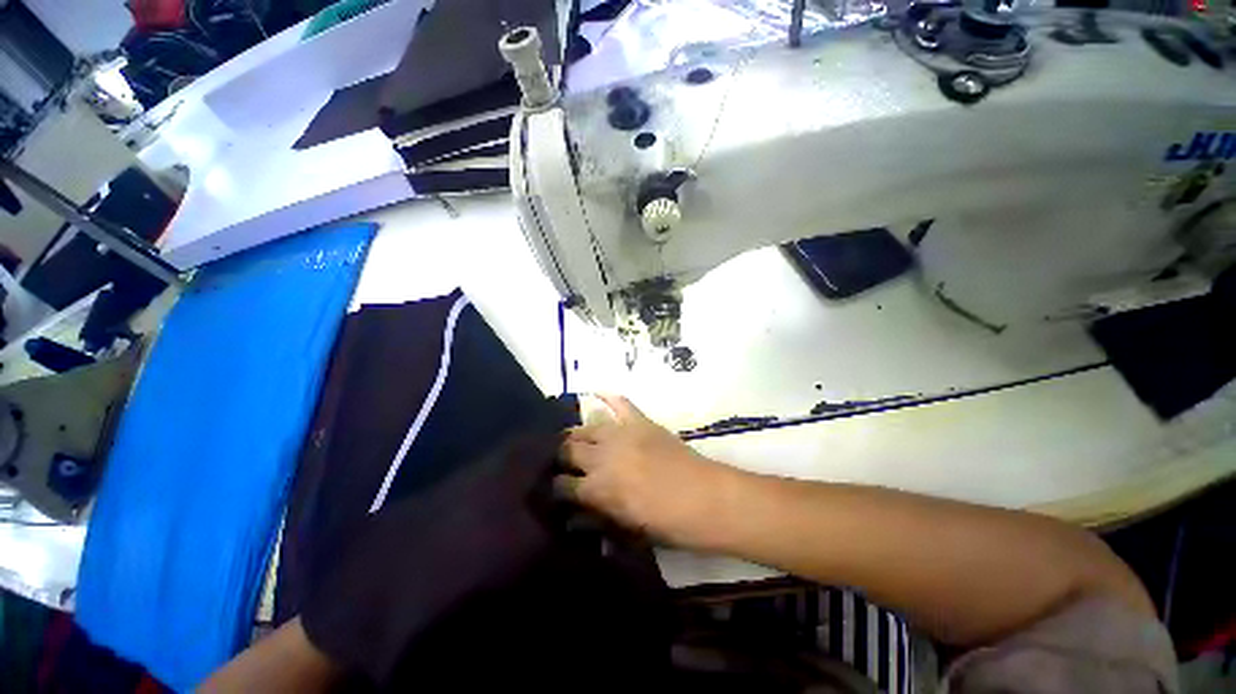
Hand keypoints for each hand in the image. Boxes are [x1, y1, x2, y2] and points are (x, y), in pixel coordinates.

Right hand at [557, 395, 732, 547]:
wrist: (705, 498)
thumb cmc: (667, 523)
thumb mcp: (626, 530)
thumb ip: (596, 518)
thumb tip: (573, 515)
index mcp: (597, 489)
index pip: (562, 484)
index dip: (557, 488)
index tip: (559, 490)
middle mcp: (601, 457)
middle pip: (568, 449)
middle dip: (562, 457)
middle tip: (567, 464)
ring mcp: (620, 434)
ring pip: (586, 427)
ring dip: (578, 435)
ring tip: (578, 441)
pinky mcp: (639, 422)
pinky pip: (620, 403)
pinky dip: (608, 399)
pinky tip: (597, 395)